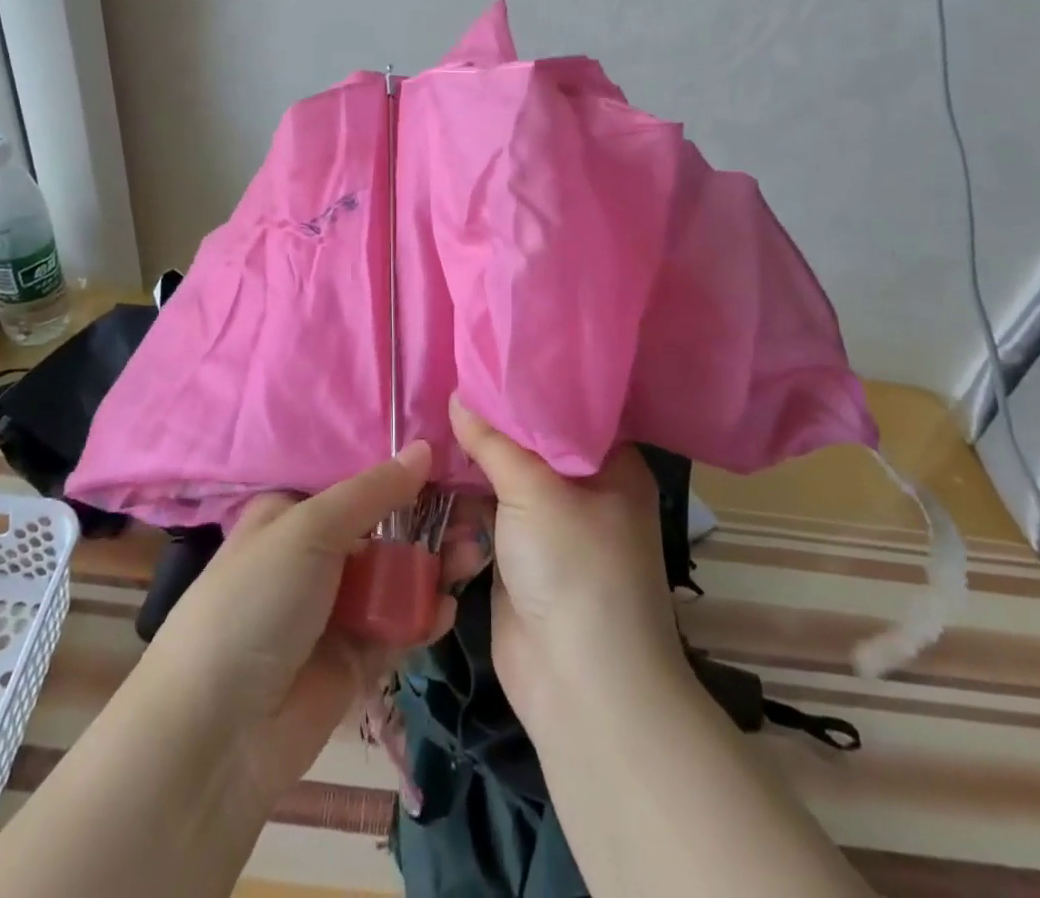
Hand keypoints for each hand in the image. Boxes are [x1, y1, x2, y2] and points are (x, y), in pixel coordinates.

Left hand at [145, 441, 454, 806]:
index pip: (354, 482)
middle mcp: (314, 555)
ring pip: (396, 576)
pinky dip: (423, 616)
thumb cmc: (256, 601)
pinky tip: (446, 608)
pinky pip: (398, 626)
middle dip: (428, 521)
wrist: (215, 733)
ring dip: (433, 567)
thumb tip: (422, 448)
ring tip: (471, 558)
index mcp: (292, 513)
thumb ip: (373, 491)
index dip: (399, 472)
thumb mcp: (309, 529)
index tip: (448, 460)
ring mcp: (335, 608)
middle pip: (383, 528)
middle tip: (473, 516)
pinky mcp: (355, 658)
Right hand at [449, 398, 687, 734]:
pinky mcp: (519, 556)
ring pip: (504, 478)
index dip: (529, 381)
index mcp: (611, 463)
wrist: (579, 687)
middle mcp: (584, 488)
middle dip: (491, 420)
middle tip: (447, 376)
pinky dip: (462, 497)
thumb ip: (493, 440)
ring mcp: (550, 525)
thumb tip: (457, 393)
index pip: (568, 406)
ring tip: (428, 413)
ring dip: (470, 459)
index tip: (486, 351)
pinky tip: (429, 467)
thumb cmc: (575, 568)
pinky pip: (487, 514)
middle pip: (531, 441)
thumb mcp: (536, 490)